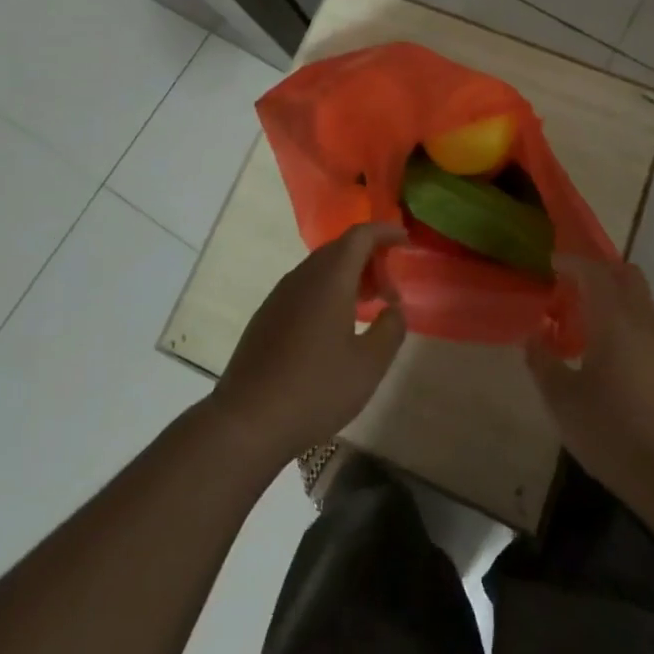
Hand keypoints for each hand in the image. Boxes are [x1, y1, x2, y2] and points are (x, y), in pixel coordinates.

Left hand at [208, 225, 406, 469]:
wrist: (246, 421)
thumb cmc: (315, 389)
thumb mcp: (369, 365)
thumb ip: (391, 329)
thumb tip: (394, 309)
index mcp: (330, 277)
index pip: (361, 235)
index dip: (386, 232)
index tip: (406, 241)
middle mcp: (303, 275)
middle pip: (341, 248)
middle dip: (370, 259)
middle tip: (390, 290)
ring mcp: (280, 294)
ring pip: (321, 268)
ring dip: (348, 277)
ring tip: (367, 308)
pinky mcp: (267, 315)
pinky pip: (305, 287)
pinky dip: (328, 292)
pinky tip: (334, 327)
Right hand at [526, 256, 653, 505]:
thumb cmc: (612, 432)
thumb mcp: (563, 401)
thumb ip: (543, 362)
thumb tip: (534, 335)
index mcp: (614, 319)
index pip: (594, 272)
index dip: (571, 262)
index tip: (551, 264)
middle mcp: (641, 321)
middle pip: (625, 274)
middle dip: (598, 271)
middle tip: (570, 285)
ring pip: (639, 297)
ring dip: (614, 293)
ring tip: (585, 316)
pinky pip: (646, 320)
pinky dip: (625, 316)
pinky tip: (607, 347)